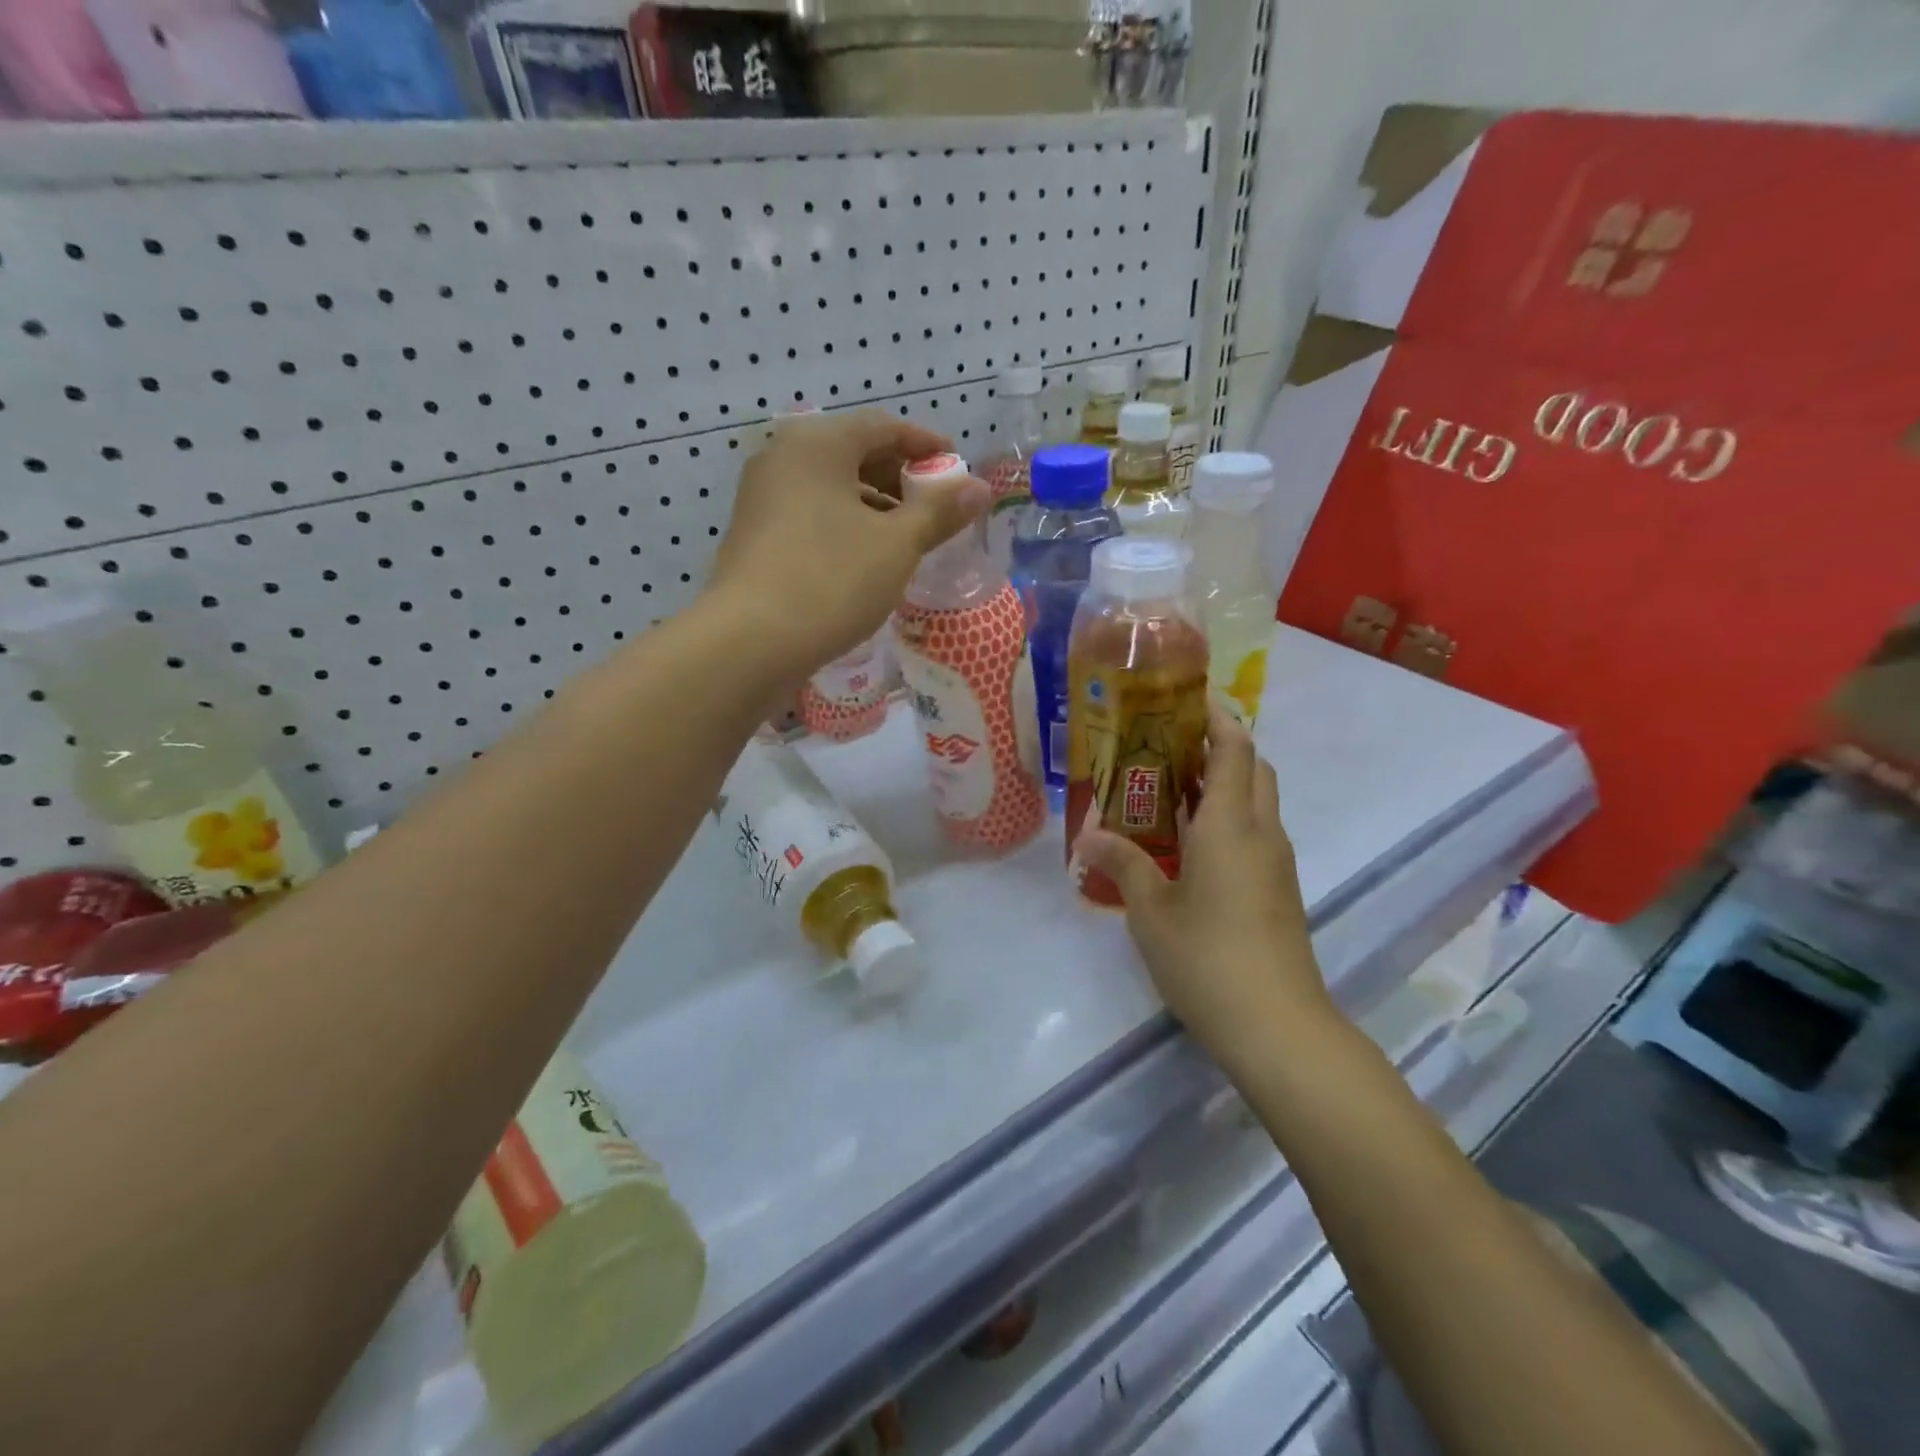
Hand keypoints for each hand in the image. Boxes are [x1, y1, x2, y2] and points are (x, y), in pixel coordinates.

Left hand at [708, 409, 987, 678]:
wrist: (751, 641)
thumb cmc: (832, 580)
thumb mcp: (897, 545)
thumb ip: (939, 512)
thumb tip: (979, 488)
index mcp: (818, 444)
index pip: (882, 427)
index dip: (924, 444)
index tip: (955, 466)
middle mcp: (783, 457)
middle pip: (853, 453)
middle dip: (898, 477)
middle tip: (934, 506)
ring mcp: (762, 497)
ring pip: (831, 487)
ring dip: (873, 505)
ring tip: (905, 537)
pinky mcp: (755, 534)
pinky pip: (811, 513)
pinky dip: (844, 524)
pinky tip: (865, 558)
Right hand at [1075, 701, 1335, 1077]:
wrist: (1278, 1027)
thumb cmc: (1207, 958)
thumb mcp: (1150, 910)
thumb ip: (1123, 864)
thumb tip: (1088, 834)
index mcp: (1230, 825)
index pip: (1235, 749)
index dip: (1216, 716)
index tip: (1186, 698)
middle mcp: (1261, 834)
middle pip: (1254, 769)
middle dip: (1220, 746)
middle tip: (1168, 744)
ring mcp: (1277, 864)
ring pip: (1258, 802)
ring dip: (1224, 783)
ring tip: (1169, 787)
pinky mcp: (1279, 891)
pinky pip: (1255, 834)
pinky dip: (1228, 818)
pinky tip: (1188, 843)